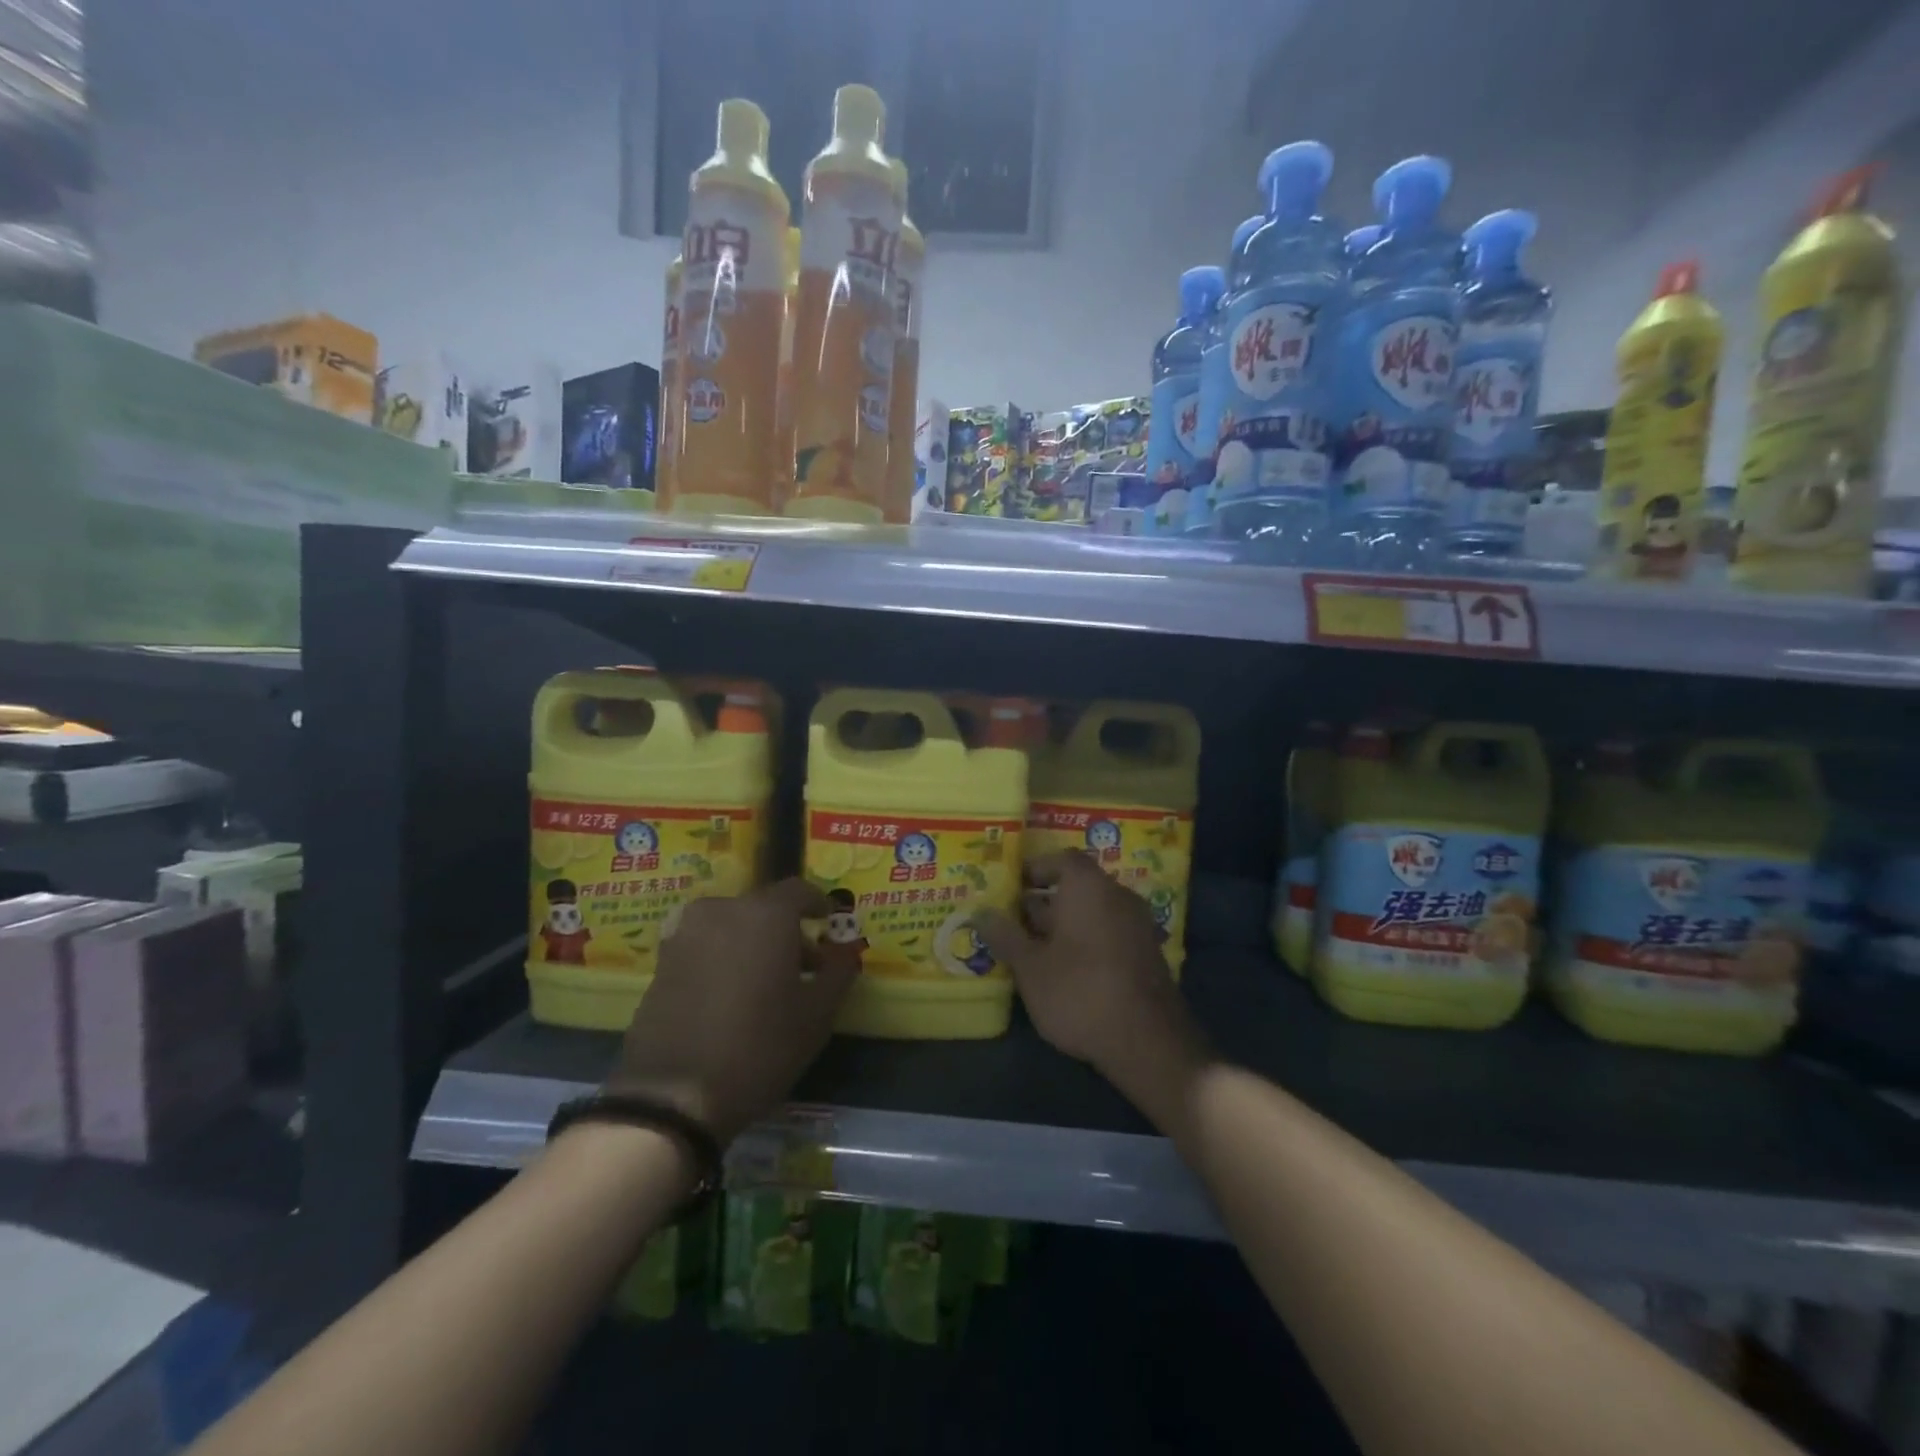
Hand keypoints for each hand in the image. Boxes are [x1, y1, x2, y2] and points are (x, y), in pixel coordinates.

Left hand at [609, 879, 852, 1143]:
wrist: (672, 1096)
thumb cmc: (758, 1048)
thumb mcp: (817, 1014)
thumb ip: (839, 971)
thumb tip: (847, 949)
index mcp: (765, 914)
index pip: (800, 891)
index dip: (819, 904)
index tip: (828, 923)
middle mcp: (723, 910)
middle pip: (764, 907)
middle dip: (787, 929)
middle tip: (803, 965)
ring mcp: (686, 933)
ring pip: (732, 924)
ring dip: (753, 941)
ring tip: (765, 981)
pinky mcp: (662, 960)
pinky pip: (705, 943)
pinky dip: (723, 955)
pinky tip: (730, 993)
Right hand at [980, 851, 1208, 1119]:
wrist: (1148, 1042)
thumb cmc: (1080, 992)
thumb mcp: (1030, 967)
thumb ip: (1005, 936)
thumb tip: (981, 912)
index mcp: (1089, 887)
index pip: (1062, 859)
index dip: (1036, 868)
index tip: (1012, 884)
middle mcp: (1117, 896)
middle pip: (1077, 886)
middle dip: (1045, 901)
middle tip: (1013, 919)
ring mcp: (1136, 926)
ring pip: (1092, 913)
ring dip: (1064, 924)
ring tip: (1031, 947)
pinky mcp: (1145, 954)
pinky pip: (1108, 933)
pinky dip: (1085, 941)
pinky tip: (1062, 969)